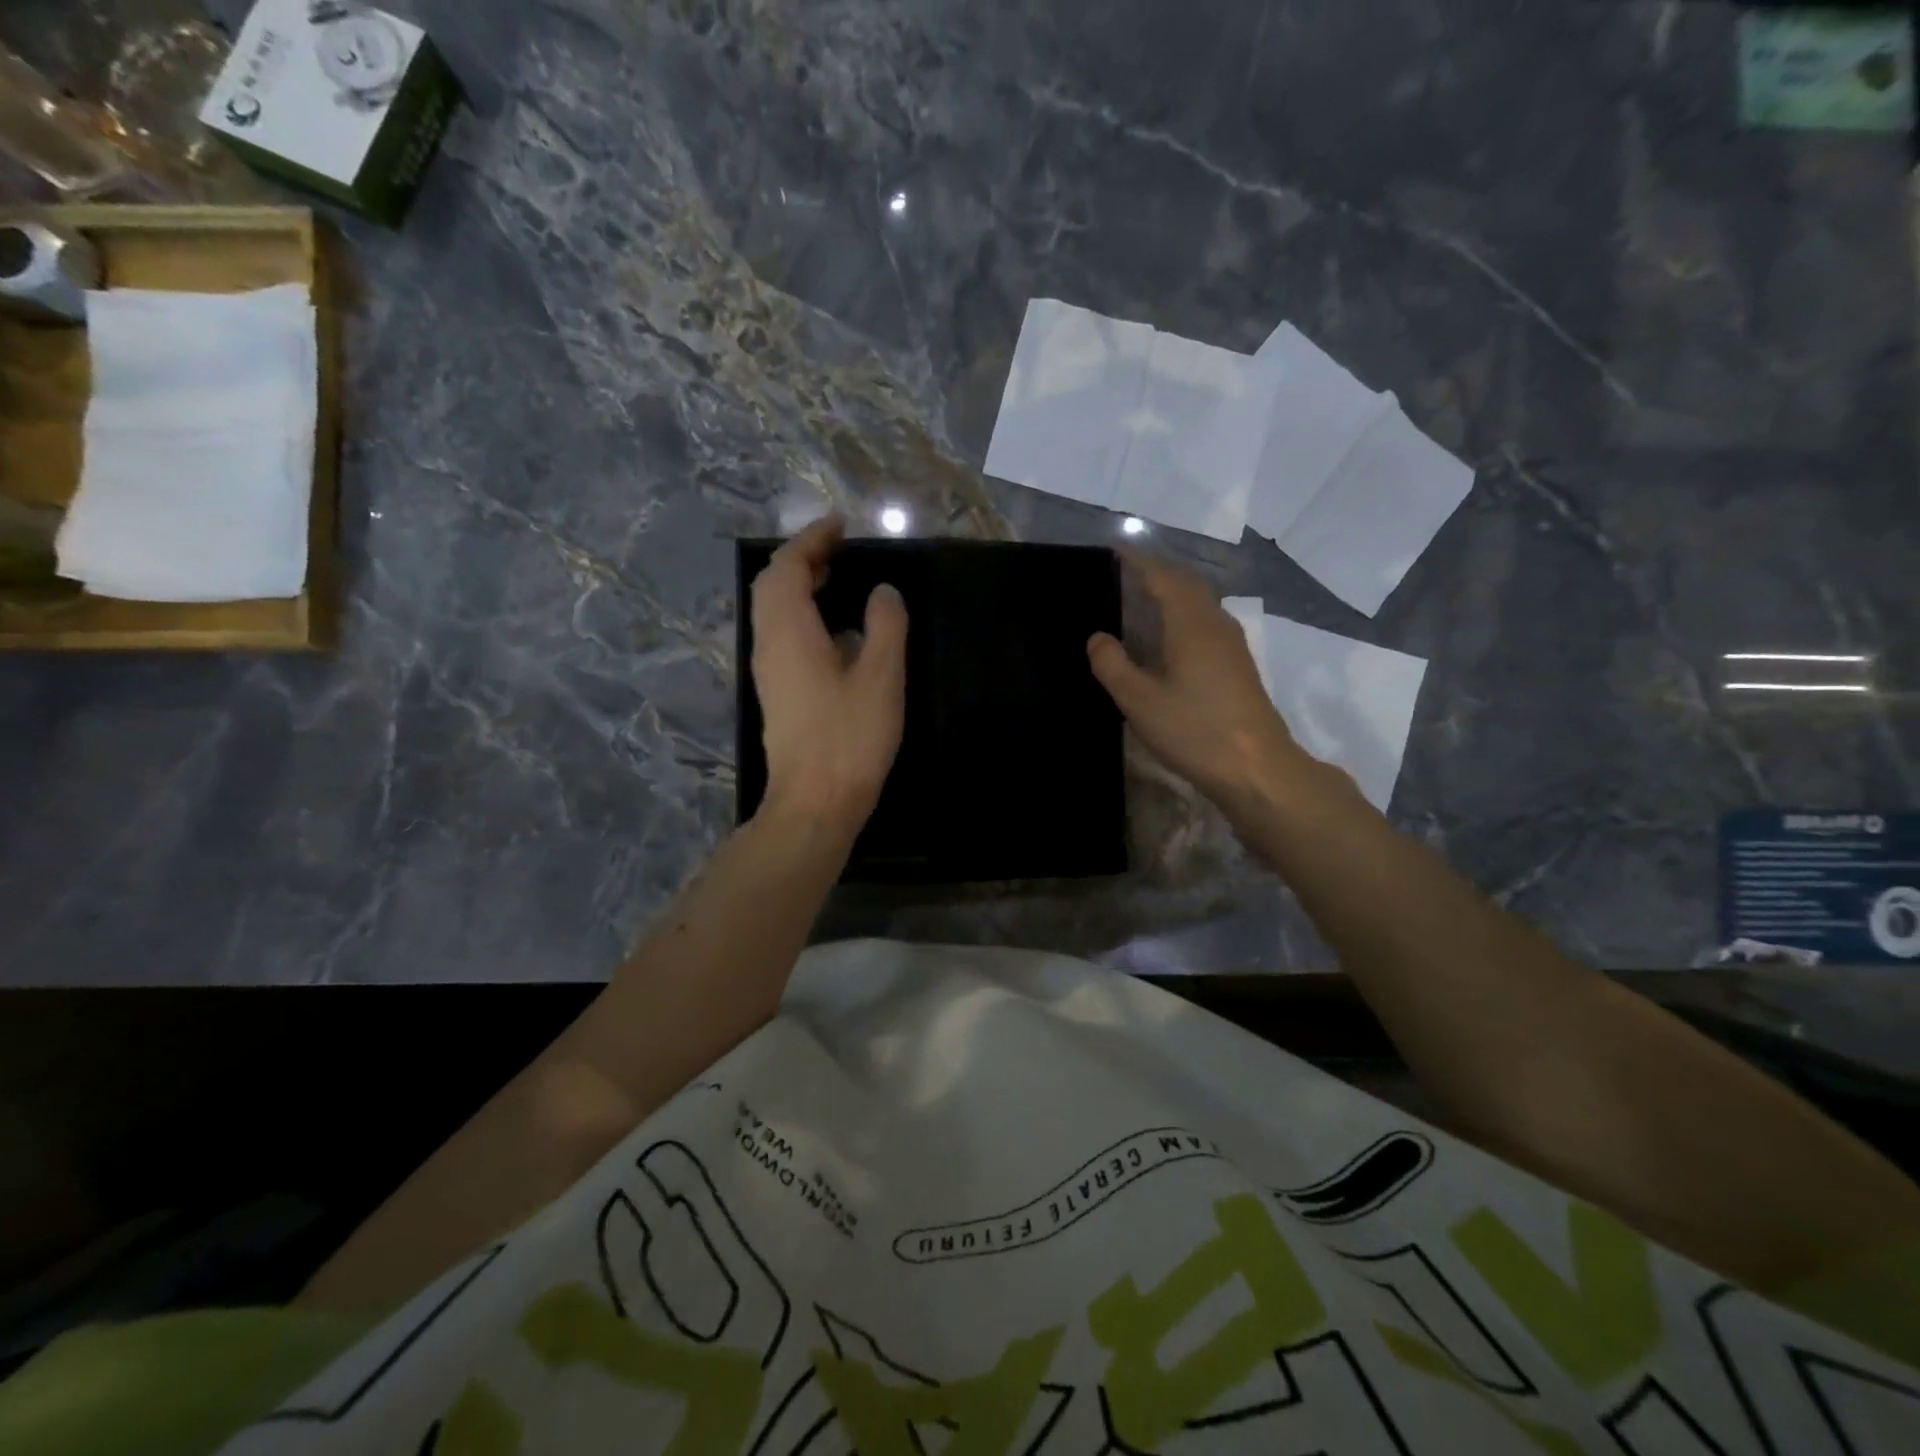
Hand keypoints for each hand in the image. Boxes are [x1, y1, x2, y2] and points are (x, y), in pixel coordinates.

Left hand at [750, 516, 907, 832]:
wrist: (814, 804)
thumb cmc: (849, 739)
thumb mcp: (881, 678)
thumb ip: (885, 626)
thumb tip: (883, 593)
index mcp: (789, 631)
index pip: (787, 566)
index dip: (811, 539)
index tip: (841, 526)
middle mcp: (768, 645)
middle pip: (771, 585)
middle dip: (801, 559)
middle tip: (839, 550)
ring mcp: (768, 672)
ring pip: (772, 612)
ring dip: (799, 587)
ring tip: (837, 579)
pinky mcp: (777, 694)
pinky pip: (781, 636)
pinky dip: (801, 615)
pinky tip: (834, 631)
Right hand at [1087, 553, 1325, 815]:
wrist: (1256, 768)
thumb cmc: (1194, 729)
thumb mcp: (1139, 700)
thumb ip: (1112, 665)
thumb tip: (1097, 637)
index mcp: (1191, 623)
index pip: (1163, 577)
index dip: (1139, 562)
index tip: (1115, 552)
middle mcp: (1216, 623)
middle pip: (1187, 585)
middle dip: (1157, 574)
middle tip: (1125, 574)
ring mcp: (1232, 645)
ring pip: (1200, 604)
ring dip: (1173, 595)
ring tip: (1143, 600)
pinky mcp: (1239, 666)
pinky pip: (1207, 624)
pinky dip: (1184, 616)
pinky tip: (1170, 638)